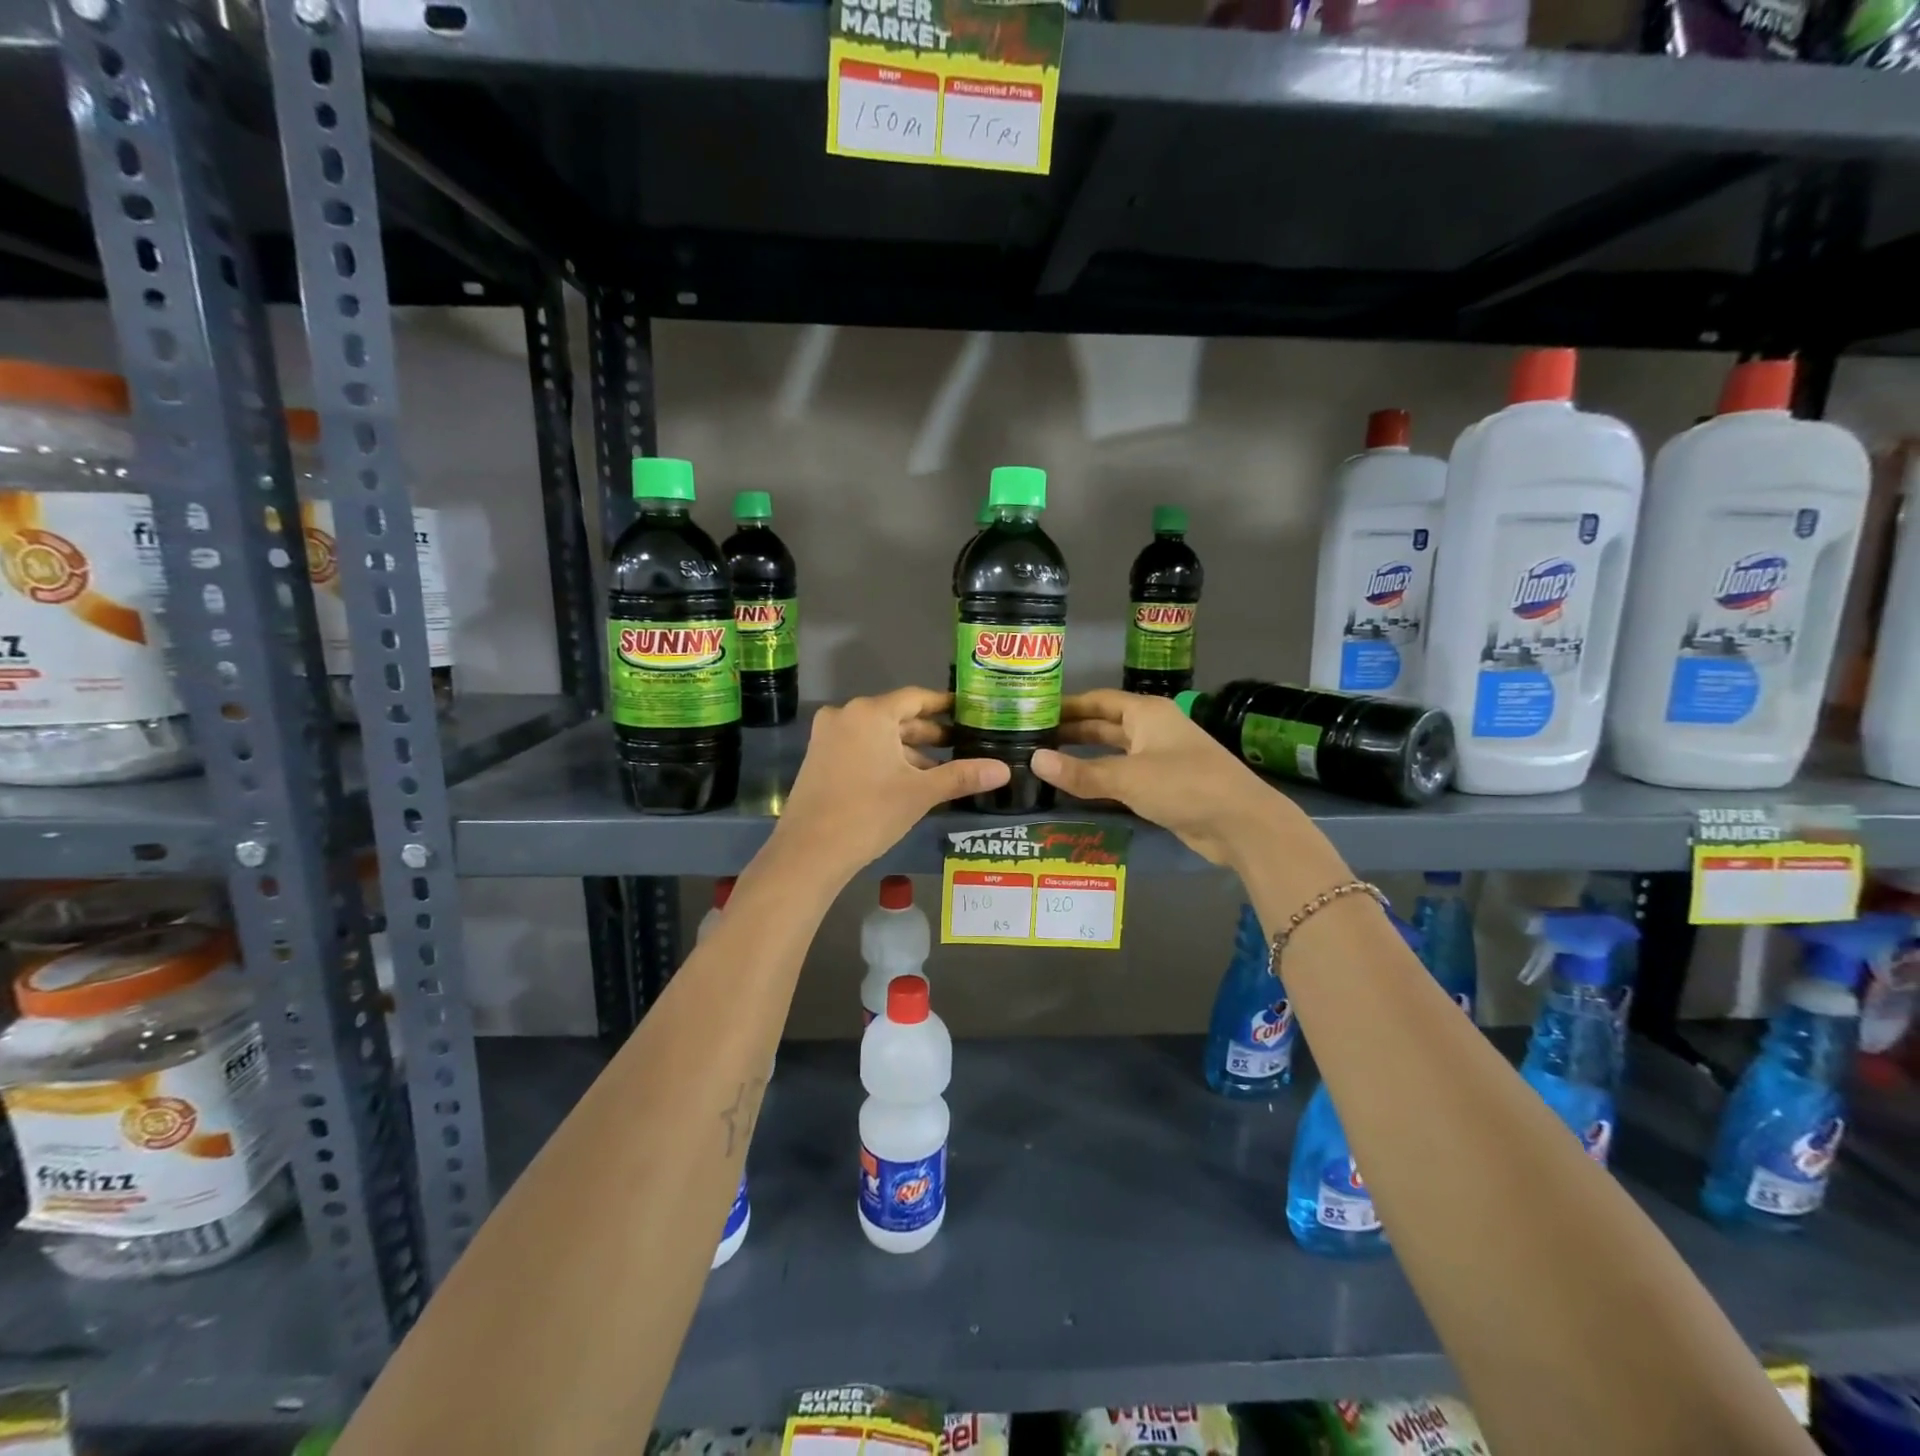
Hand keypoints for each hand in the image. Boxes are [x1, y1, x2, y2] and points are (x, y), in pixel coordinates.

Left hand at [770, 687, 1009, 882]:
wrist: (809, 852)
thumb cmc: (869, 813)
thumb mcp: (920, 793)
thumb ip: (962, 776)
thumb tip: (1004, 770)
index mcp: (870, 713)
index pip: (916, 698)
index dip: (944, 705)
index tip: (969, 711)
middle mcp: (845, 715)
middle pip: (896, 716)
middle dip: (929, 732)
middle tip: (962, 744)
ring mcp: (828, 737)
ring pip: (878, 735)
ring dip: (908, 750)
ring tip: (940, 769)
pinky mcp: (819, 759)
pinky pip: (861, 748)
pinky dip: (885, 758)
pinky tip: (908, 781)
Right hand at [1029, 690, 1296, 866]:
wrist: (1240, 822)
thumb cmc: (1183, 785)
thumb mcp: (1127, 777)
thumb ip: (1080, 772)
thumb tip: (1034, 760)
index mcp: (1146, 713)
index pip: (1098, 701)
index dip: (1067, 705)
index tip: (1033, 712)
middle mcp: (1152, 729)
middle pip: (1104, 725)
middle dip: (1071, 731)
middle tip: (1031, 740)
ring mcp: (1159, 758)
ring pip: (1113, 752)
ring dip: (1084, 757)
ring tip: (1046, 763)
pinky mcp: (1164, 786)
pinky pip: (1123, 776)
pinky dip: (1101, 779)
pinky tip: (1077, 788)